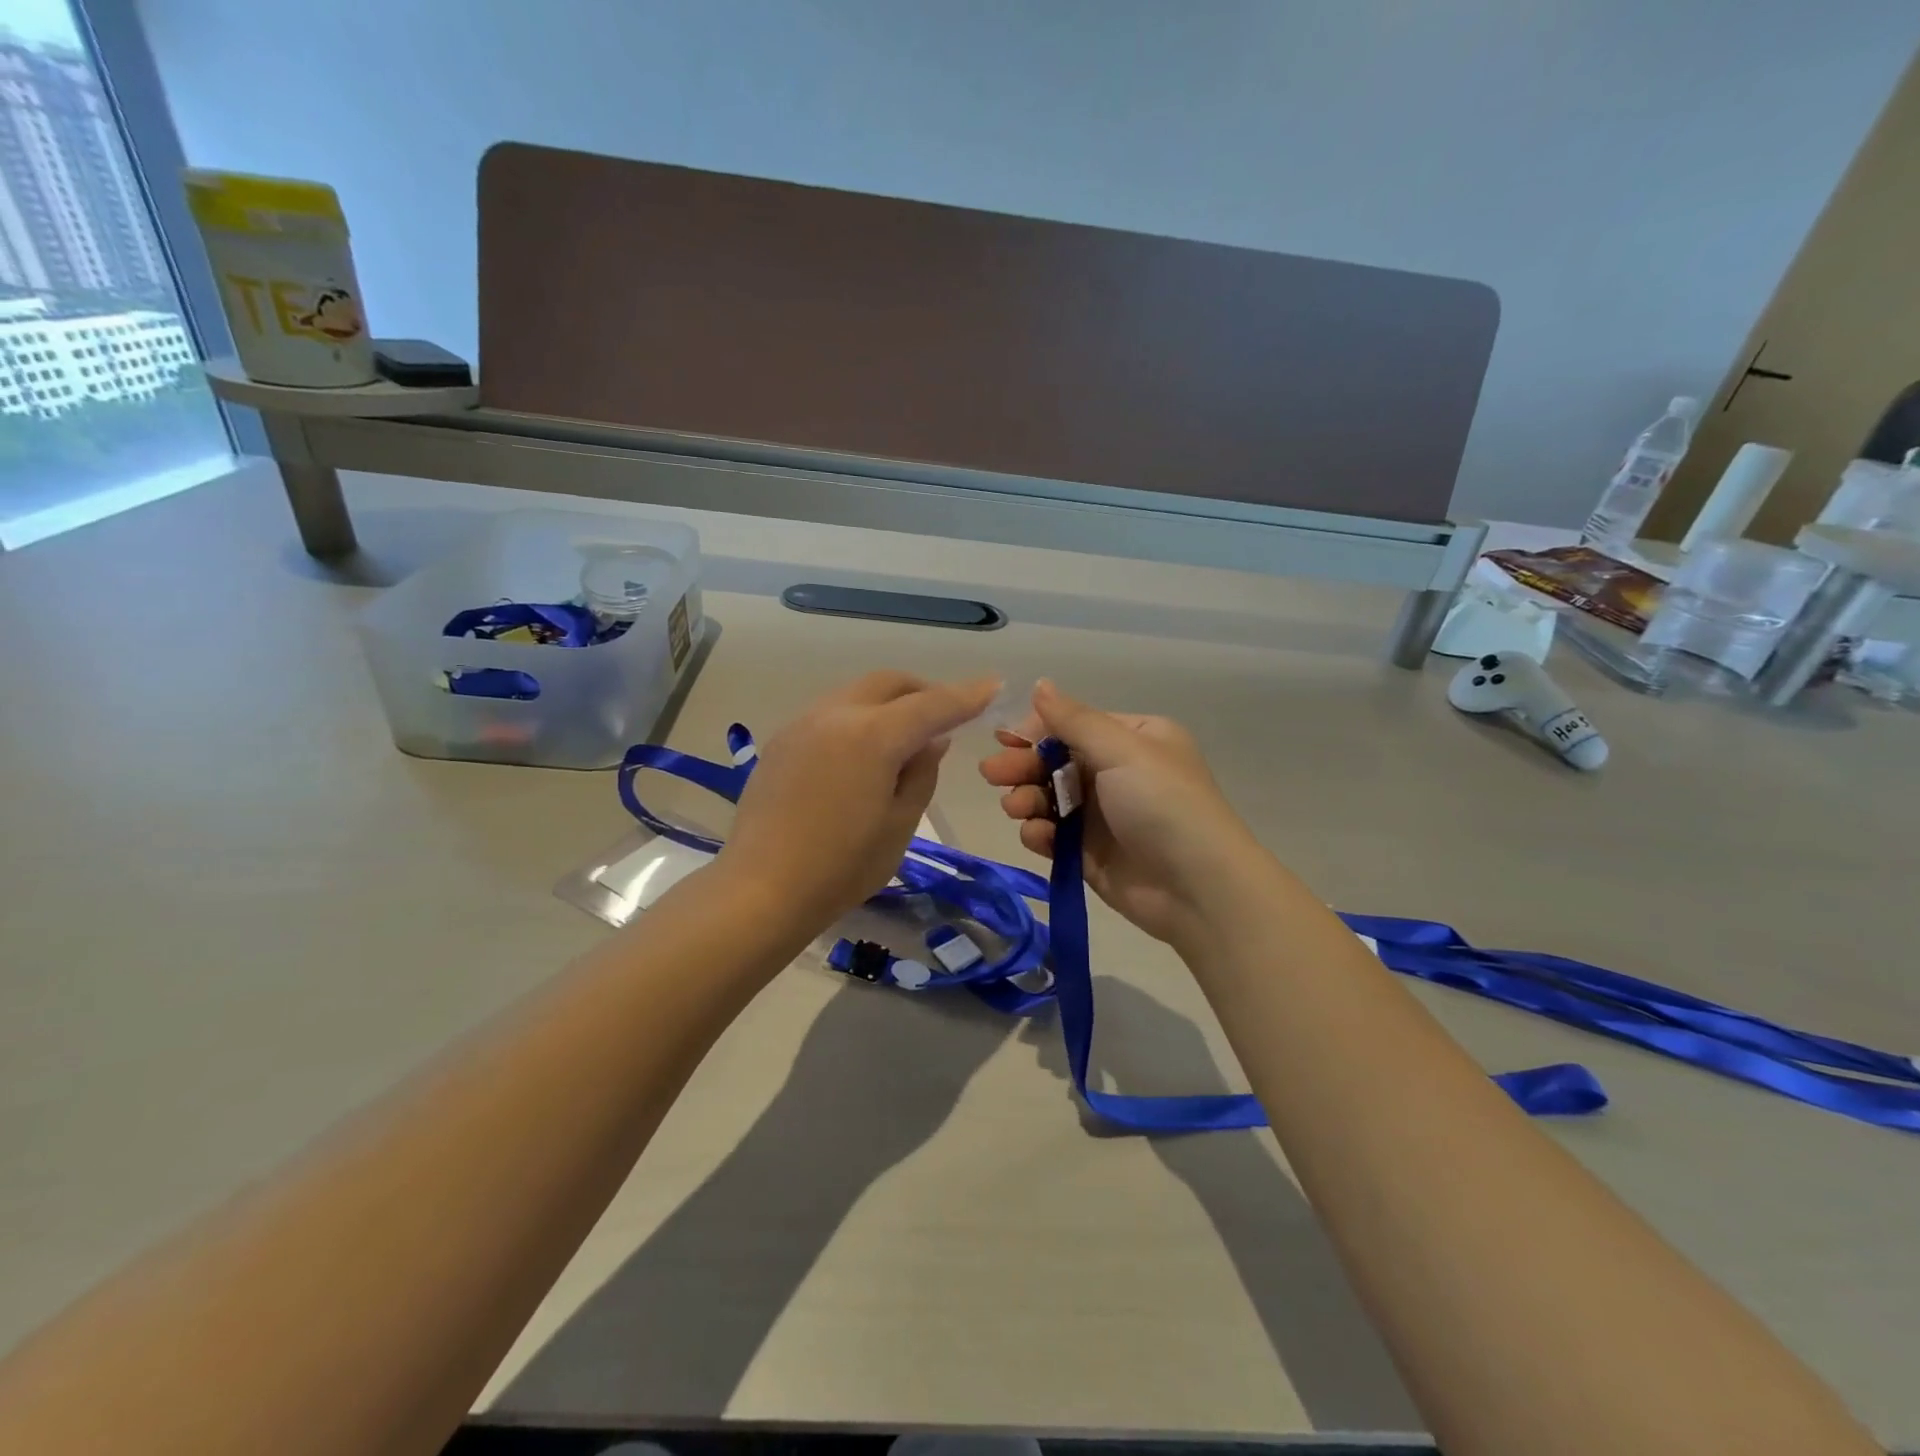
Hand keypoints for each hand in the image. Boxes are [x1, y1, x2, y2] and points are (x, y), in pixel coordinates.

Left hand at [719, 670, 998, 928]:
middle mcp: (836, 714)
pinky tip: (863, 752)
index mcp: (873, 735)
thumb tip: (932, 741)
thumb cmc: (842, 866)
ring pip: (857, 693)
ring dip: (889, 703)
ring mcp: (803, 723)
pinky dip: (859, 718)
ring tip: (904, 736)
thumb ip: (921, 772)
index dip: (966, 695)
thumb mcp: (901, 824)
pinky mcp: (782, 740)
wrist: (761, 888)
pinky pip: (831, 713)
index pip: (932, 705)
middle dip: (924, 691)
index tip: (992, 686)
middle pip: (889, 683)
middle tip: (946, 715)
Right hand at [979, 679, 1262, 948]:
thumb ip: (1074, 720)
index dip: (1036, 731)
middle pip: (1055, 761)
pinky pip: (1054, 834)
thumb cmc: (1164, 804)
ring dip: (1026, 799)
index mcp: (1133, 739)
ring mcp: (1102, 815)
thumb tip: (1039, 683)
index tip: (1004, 740)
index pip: (1073, 725)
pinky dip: (1040, 832)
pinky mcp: (1090, 853)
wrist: (1197, 888)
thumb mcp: (1122, 750)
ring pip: (1049, 798)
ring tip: (1016, 808)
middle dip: (1023, 766)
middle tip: (992, 773)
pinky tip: (1037, 835)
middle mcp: (1117, 772)